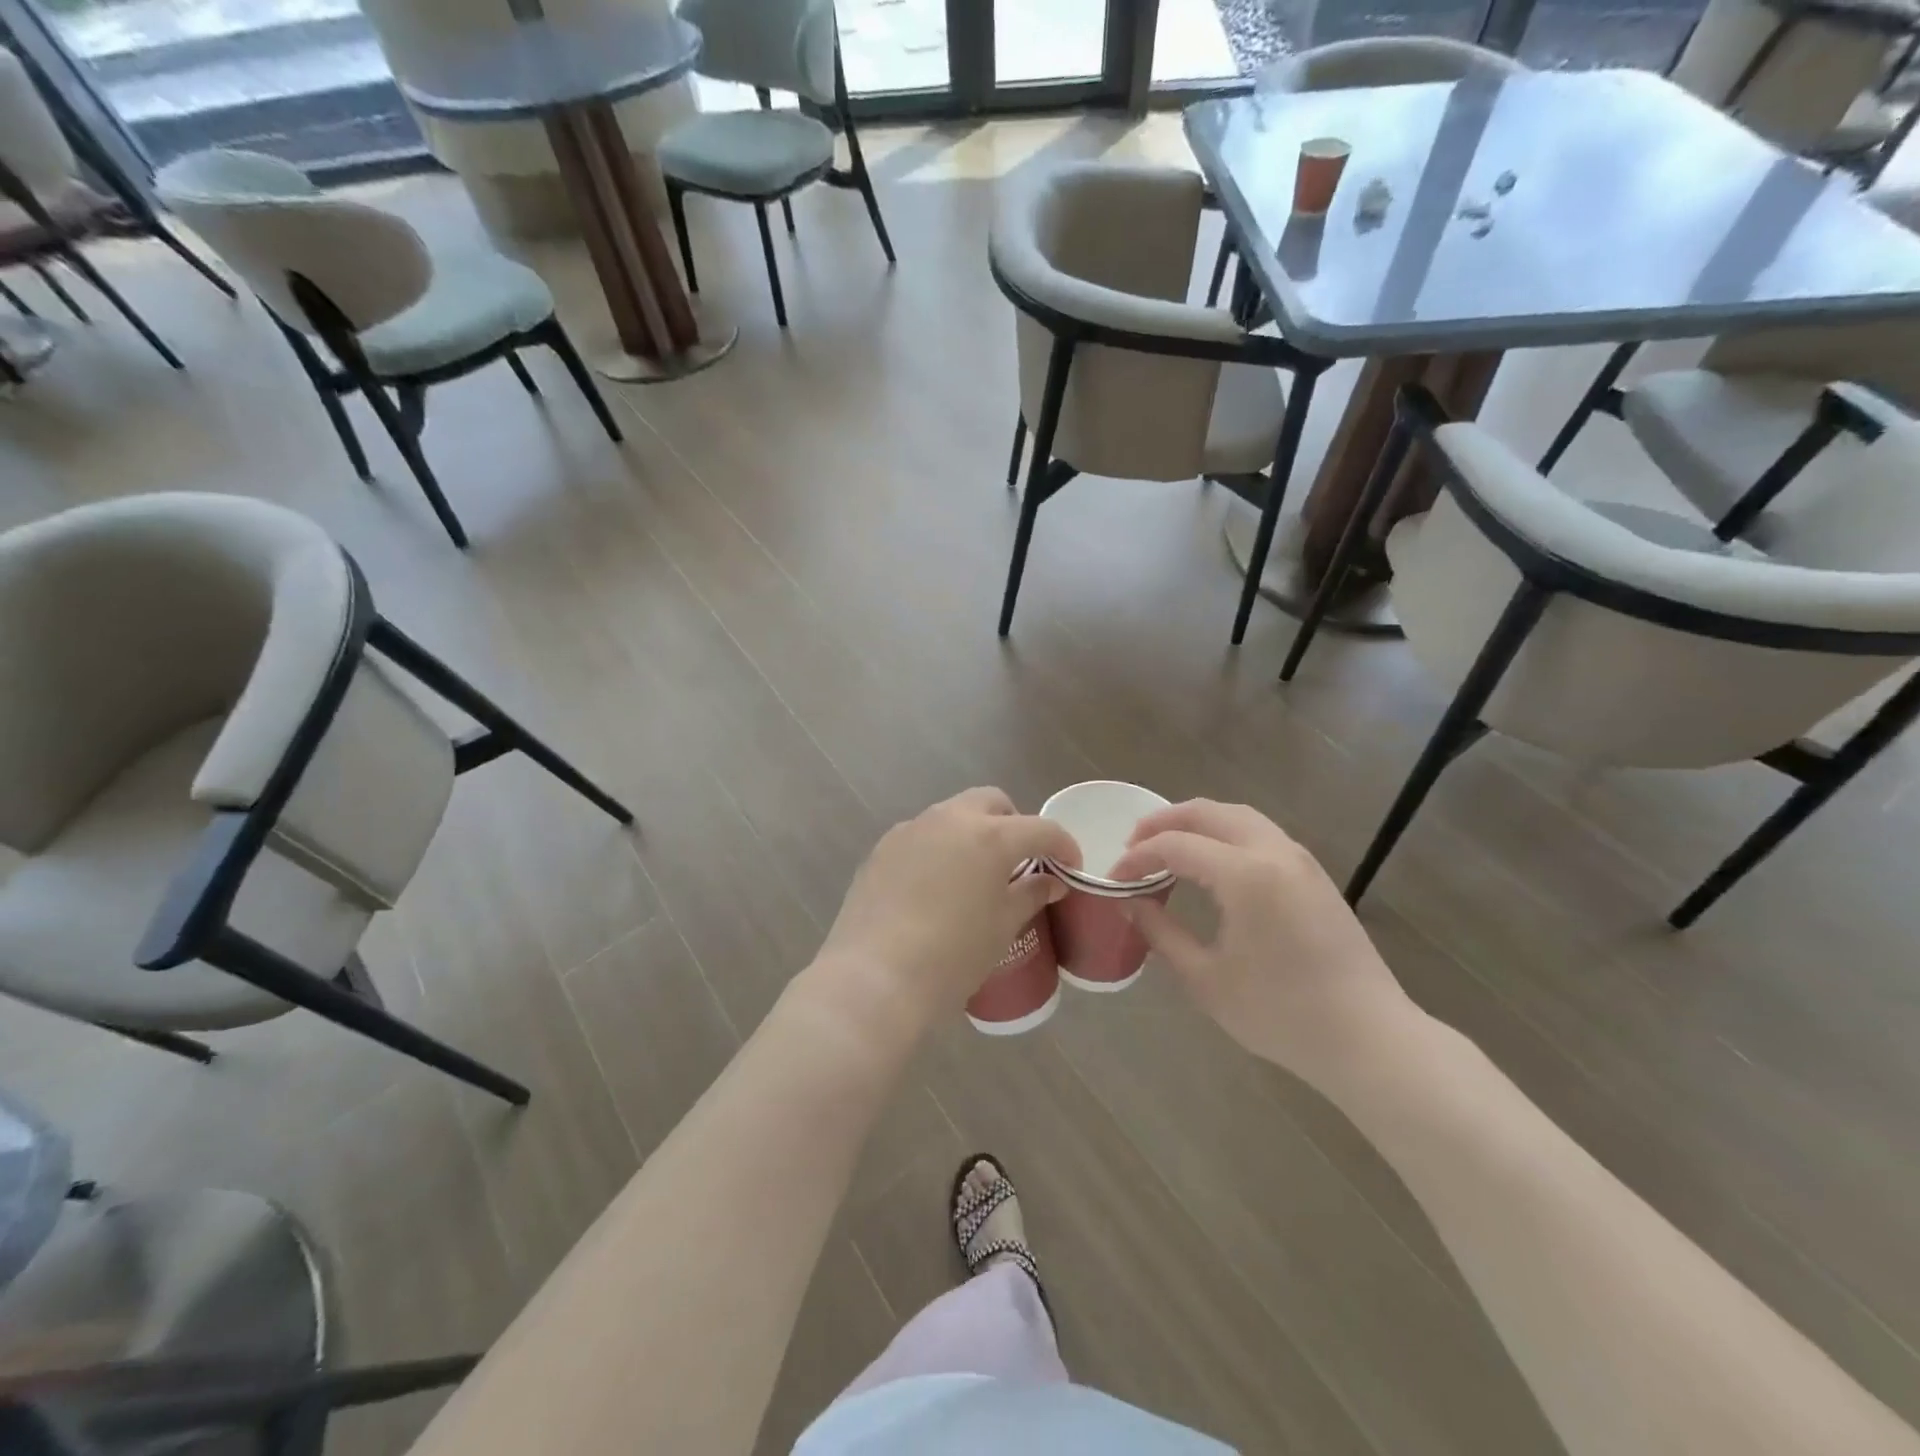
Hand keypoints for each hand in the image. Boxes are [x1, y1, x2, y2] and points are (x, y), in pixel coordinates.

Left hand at [812, 788, 1079, 1034]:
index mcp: (990, 836)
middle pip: (992, 803)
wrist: (874, 978)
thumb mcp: (1002, 928)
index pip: (1040, 829)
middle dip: (1013, 824)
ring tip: (974, 876)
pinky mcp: (881, 849)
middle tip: (1020, 862)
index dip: (1063, 846)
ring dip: (972, 834)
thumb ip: (1030, 894)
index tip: (1070, 867)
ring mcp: (911, 830)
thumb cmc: (952, 956)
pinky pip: (921, 836)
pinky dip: (939, 849)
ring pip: (952, 815)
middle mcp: (950, 819)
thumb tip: (1050, 881)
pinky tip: (935, 888)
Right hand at [1110, 800, 1422, 1093]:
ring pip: (1237, 816)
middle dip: (1162, 822)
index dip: (1137, 857)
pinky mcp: (1313, 873)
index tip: (1113, 879)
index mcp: (1245, 875)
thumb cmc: (1281, 1014)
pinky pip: (1258, 832)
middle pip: (1207, 812)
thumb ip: (1161, 932)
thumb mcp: (1206, 979)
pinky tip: (1209, 862)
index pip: (1176, 846)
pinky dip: (1223, 833)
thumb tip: (1129, 902)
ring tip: (1166, 846)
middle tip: (1132, 846)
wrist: (1369, 1038)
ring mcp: (1299, 859)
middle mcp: (1273, 852)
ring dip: (1195, 822)